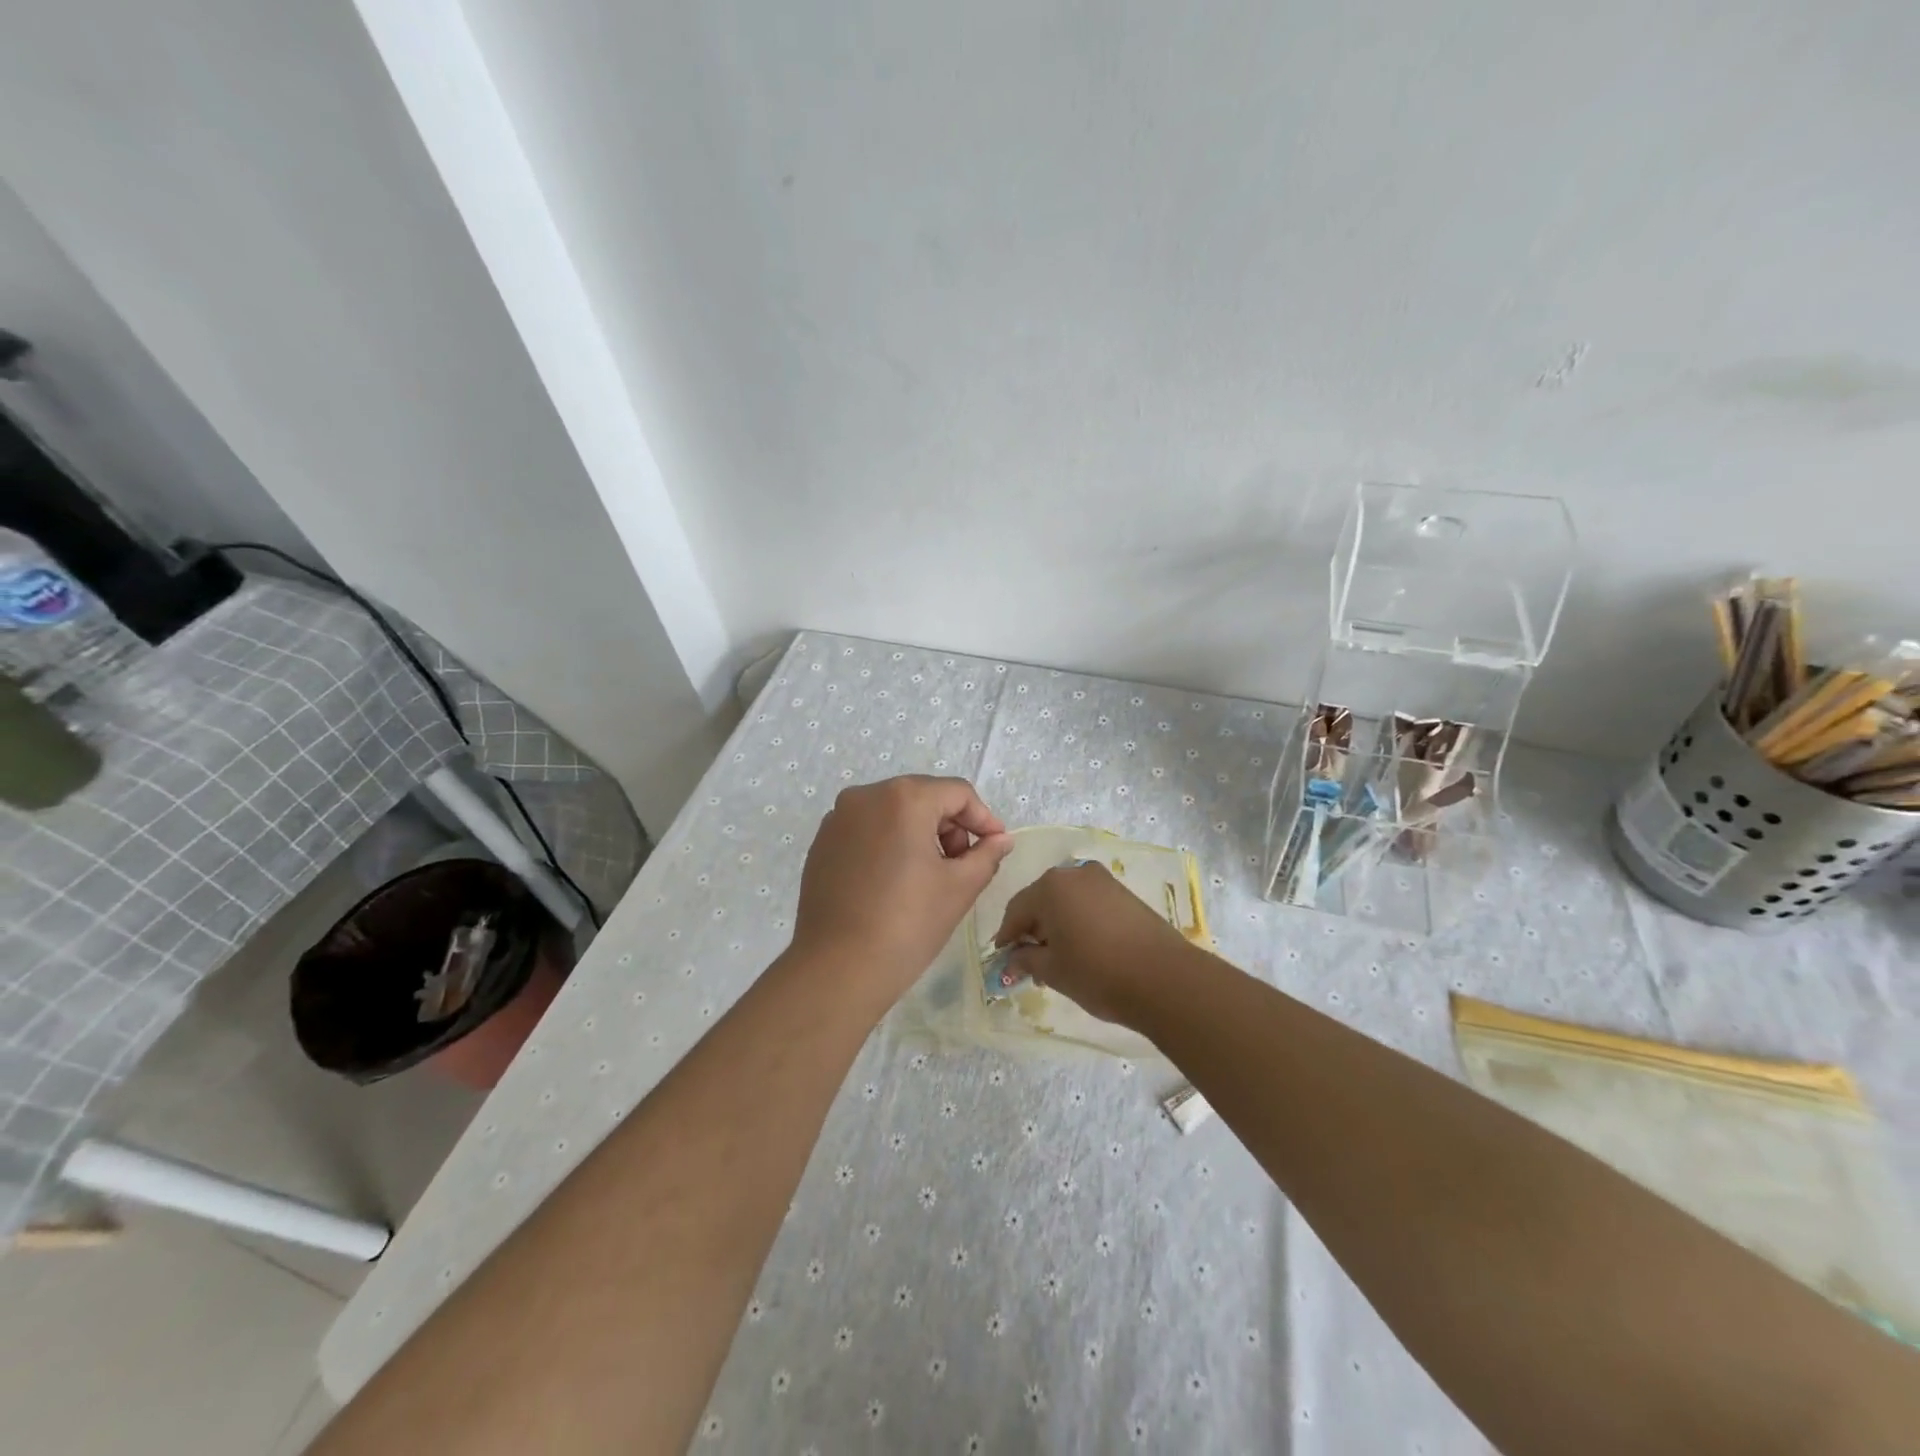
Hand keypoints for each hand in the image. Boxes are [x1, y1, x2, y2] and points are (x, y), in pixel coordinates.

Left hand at [792, 775, 1014, 998]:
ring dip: (920, 835)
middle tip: (963, 866)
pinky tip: (895, 882)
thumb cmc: (907, 924)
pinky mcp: (822, 844)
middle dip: (951, 827)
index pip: (957, 793)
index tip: (996, 847)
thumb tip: (1001, 839)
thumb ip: (986, 855)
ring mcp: (838, 819)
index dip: (983, 818)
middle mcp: (865, 796)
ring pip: (893, 813)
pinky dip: (889, 844)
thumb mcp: (960, 887)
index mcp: (903, 798)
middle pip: (923, 798)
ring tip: (930, 877)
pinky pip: (867, 830)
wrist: (836, 969)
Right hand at [991, 861, 1197, 1026]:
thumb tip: (1013, 957)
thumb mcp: (1053, 971)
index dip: (1007, 936)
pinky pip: (1088, 903)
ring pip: (1066, 901)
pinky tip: (1083, 948)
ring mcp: (1102, 880)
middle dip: (1032, 930)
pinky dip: (1078, 921)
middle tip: (1030, 962)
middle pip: (1041, 900)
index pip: (1016, 909)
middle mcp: (1074, 873)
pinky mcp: (1123, 892)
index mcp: (1050, 887)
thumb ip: (1026, 959)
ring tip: (1059, 959)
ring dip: (1057, 925)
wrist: (1164, 978)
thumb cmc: (1098, 973)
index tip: (1003, 959)